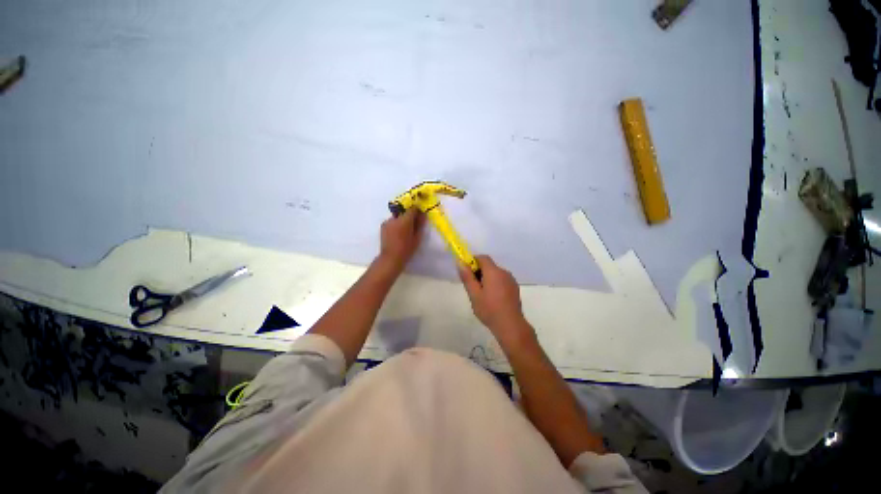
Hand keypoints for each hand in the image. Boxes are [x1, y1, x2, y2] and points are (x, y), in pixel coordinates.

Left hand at [379, 208, 425, 270]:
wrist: (391, 258)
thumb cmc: (407, 249)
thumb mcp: (417, 237)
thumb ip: (420, 224)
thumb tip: (423, 215)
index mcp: (404, 220)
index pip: (412, 208)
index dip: (417, 211)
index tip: (420, 216)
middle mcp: (395, 218)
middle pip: (404, 212)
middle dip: (409, 216)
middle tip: (413, 226)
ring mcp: (387, 222)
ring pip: (397, 217)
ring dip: (402, 221)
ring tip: (404, 231)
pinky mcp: (383, 226)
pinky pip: (392, 222)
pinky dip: (395, 225)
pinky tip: (397, 234)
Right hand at [458, 255, 535, 345]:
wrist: (510, 325)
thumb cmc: (489, 309)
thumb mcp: (474, 294)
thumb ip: (467, 277)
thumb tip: (460, 262)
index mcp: (494, 272)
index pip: (483, 258)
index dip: (473, 261)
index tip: (467, 271)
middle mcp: (504, 272)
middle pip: (489, 265)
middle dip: (479, 271)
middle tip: (472, 286)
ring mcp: (511, 280)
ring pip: (496, 273)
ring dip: (487, 278)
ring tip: (481, 294)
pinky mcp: (514, 288)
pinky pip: (502, 280)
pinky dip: (495, 283)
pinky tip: (492, 298)